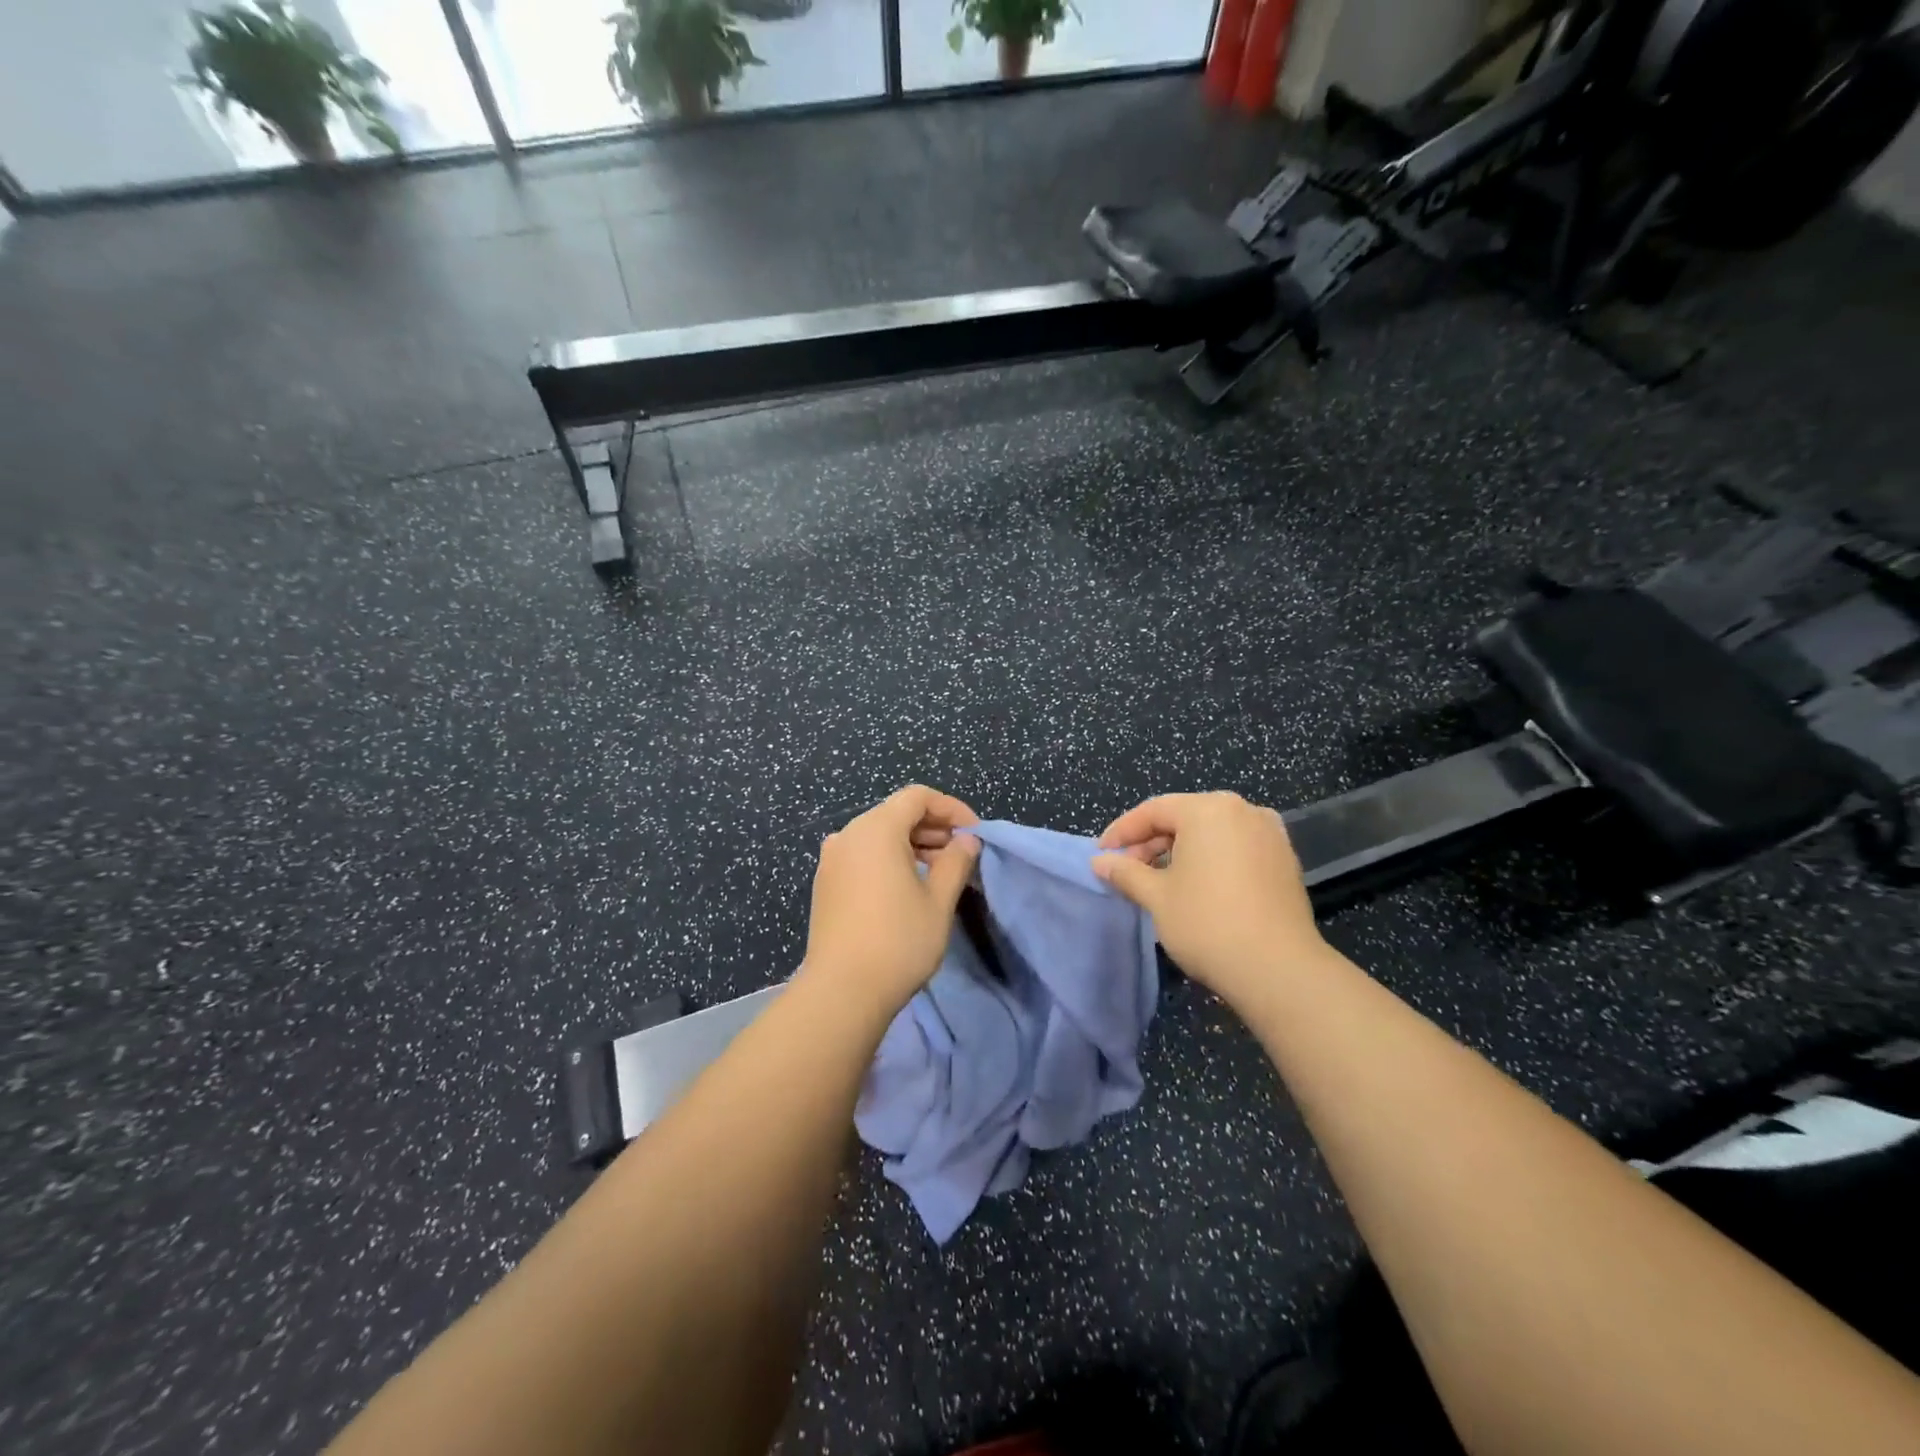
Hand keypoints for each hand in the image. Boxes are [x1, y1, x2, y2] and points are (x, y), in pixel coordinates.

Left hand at [799, 785, 981, 1015]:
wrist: (841, 992)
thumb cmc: (898, 941)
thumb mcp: (938, 901)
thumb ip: (956, 861)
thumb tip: (967, 840)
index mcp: (876, 829)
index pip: (917, 797)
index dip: (951, 808)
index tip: (974, 834)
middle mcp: (849, 835)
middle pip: (896, 813)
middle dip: (932, 827)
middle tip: (961, 854)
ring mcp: (832, 860)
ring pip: (878, 835)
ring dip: (912, 844)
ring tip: (940, 872)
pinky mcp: (826, 883)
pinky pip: (862, 855)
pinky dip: (889, 859)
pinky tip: (908, 886)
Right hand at [1093, 791, 1329, 1009]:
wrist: (1279, 970)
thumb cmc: (1207, 923)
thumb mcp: (1156, 896)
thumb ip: (1125, 872)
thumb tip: (1099, 862)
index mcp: (1208, 809)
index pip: (1153, 810)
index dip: (1122, 832)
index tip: (1101, 855)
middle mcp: (1243, 810)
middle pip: (1184, 817)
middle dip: (1151, 842)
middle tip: (1127, 870)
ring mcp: (1269, 834)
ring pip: (1211, 833)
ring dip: (1180, 851)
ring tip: (1157, 880)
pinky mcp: (1284, 860)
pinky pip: (1235, 848)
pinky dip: (1210, 859)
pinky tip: (1195, 886)